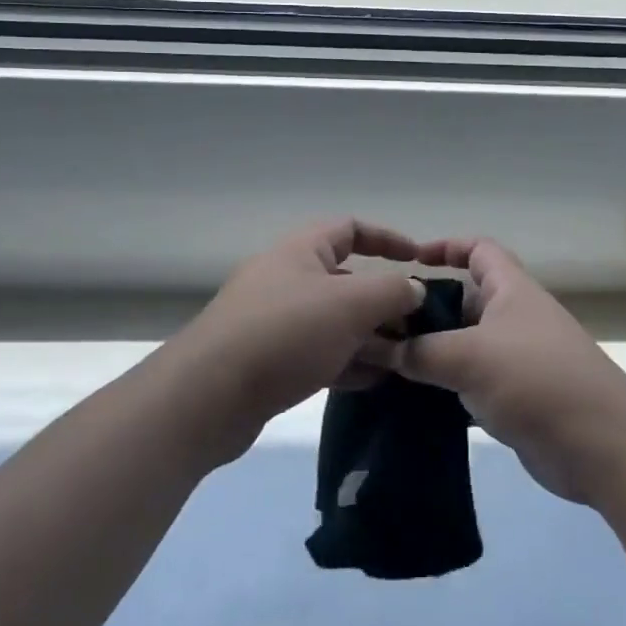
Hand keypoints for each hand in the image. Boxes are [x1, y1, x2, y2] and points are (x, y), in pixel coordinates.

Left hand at [169, 218, 423, 461]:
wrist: (207, 396)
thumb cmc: (285, 333)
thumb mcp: (350, 305)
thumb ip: (392, 291)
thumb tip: (414, 289)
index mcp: (301, 251)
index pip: (350, 228)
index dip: (387, 239)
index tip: (418, 259)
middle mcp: (286, 278)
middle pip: (345, 280)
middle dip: (383, 301)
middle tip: (417, 327)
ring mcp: (274, 321)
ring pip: (333, 321)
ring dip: (369, 337)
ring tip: (404, 361)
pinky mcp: (267, 361)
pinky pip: (317, 353)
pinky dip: (347, 362)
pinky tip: (373, 382)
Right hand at [388, 238, 625, 504]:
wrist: (601, 446)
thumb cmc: (535, 379)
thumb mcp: (469, 357)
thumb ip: (419, 351)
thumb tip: (375, 346)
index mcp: (511, 290)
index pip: (478, 250)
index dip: (446, 246)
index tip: (408, 261)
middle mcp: (514, 317)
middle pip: (464, 300)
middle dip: (425, 309)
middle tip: (381, 326)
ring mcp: (516, 360)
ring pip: (463, 345)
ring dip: (430, 352)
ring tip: (384, 365)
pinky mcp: (515, 398)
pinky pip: (471, 382)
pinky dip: (444, 387)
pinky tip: (412, 401)